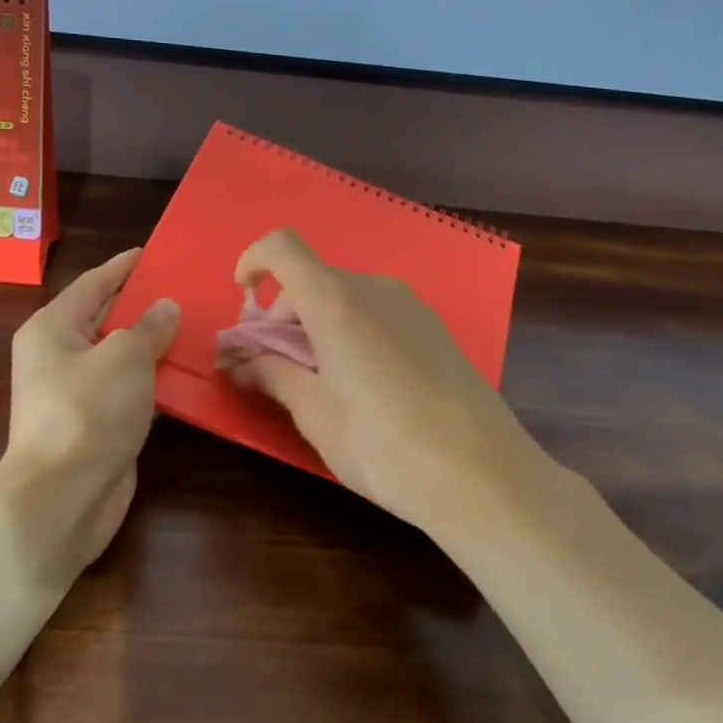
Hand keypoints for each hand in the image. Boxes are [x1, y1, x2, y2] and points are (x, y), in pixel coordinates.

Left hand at [0, 248, 179, 568]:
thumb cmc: (88, 411)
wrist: (63, 496)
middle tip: (188, 288)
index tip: (154, 252)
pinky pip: (130, 390)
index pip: (94, 284)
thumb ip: (149, 327)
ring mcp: (77, 394)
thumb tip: (166, 308)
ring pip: (121, 358)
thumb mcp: (124, 357)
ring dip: (154, 345)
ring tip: (198, 326)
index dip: (124, 266)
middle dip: (144, 305)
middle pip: (107, 319)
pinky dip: (154, 380)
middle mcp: (59, 356)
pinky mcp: (97, 425)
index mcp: (53, 328)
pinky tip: (187, 373)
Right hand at [225, 229, 538, 537]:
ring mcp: (411, 306)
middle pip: (312, 280)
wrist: (483, 475)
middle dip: (281, 317)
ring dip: (315, 327)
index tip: (242, 301)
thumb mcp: (315, 414)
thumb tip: (240, 363)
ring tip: (318, 385)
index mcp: (336, 300)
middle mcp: (375, 288)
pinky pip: (376, 313)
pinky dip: (350, 332)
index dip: (253, 262)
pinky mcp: (435, 329)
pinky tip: (362, 386)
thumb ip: (272, 375)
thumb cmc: (384, 446)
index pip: (282, 247)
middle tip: (272, 370)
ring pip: (345, 298)